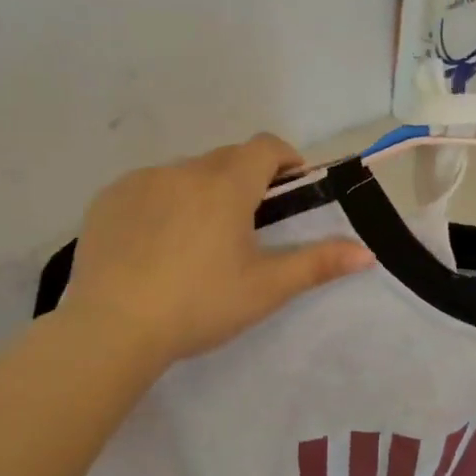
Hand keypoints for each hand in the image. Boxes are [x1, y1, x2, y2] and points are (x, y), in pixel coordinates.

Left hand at [62, 134, 373, 366]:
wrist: (112, 328)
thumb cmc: (200, 305)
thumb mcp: (266, 288)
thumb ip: (318, 264)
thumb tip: (368, 253)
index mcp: (227, 185)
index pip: (265, 147)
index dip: (285, 159)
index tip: (291, 185)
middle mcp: (184, 170)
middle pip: (226, 159)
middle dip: (245, 179)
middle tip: (248, 224)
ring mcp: (141, 181)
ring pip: (185, 173)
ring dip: (202, 191)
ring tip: (198, 239)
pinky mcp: (107, 199)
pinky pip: (147, 188)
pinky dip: (161, 203)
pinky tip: (155, 245)